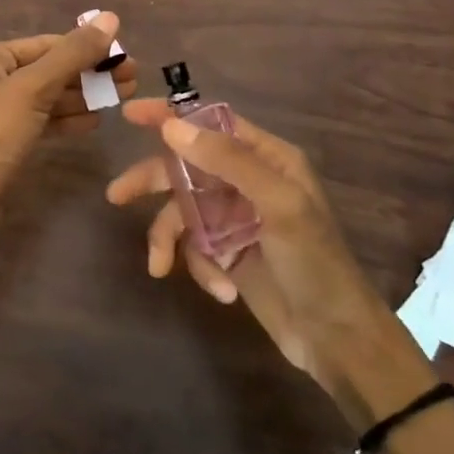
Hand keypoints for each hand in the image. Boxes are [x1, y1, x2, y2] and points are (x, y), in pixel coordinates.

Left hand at [0, 13, 136, 209]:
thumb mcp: (33, 88)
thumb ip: (73, 54)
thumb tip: (111, 17)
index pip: (47, 44)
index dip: (87, 48)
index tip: (125, 56)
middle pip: (49, 69)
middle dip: (90, 73)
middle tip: (133, 78)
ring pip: (48, 96)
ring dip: (84, 96)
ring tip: (124, 96)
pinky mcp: (6, 138)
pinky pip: (42, 120)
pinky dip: (67, 118)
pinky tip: (96, 120)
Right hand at [107, 100, 382, 375]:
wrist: (337, 339)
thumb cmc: (315, 263)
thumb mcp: (278, 204)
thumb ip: (226, 160)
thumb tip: (172, 126)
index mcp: (266, 159)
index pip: (211, 124)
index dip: (171, 116)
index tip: (131, 113)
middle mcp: (247, 182)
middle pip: (185, 167)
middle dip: (153, 182)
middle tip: (117, 194)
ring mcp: (235, 219)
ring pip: (183, 211)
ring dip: (169, 238)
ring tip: (159, 264)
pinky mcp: (228, 253)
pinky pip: (195, 247)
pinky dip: (200, 267)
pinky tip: (222, 290)